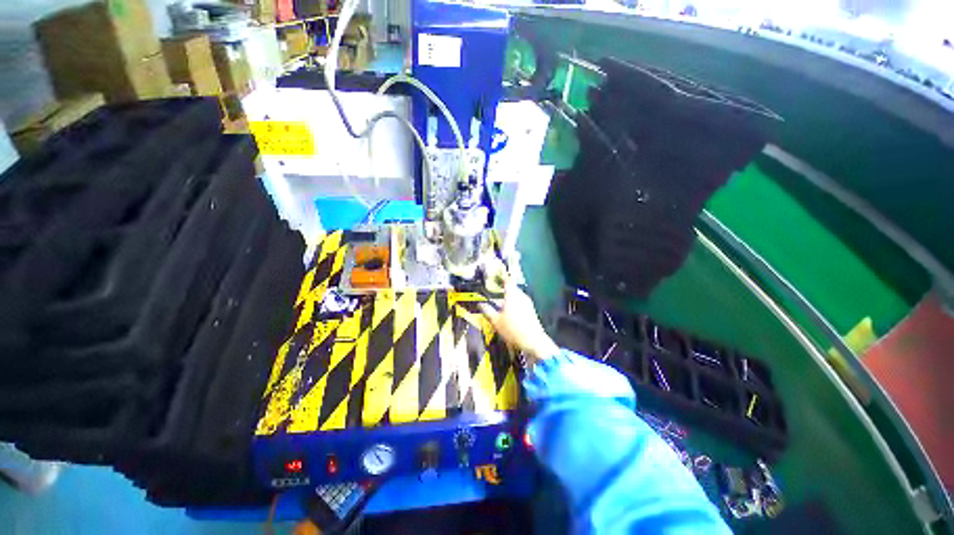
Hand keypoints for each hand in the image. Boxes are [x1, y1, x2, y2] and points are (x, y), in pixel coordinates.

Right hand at [479, 282, 559, 365]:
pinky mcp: (531, 310)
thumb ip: (487, 311)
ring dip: (508, 298)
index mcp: (512, 295)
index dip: (501, 277)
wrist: (533, 341)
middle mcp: (521, 296)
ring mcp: (527, 303)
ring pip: (516, 296)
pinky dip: (514, 304)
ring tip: (499, 304)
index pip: (507, 281)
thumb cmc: (512, 329)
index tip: (495, 276)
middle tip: (494, 292)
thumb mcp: (496, 321)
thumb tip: (480, 304)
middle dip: (503, 290)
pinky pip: (520, 302)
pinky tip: (508, 313)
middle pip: (511, 288)